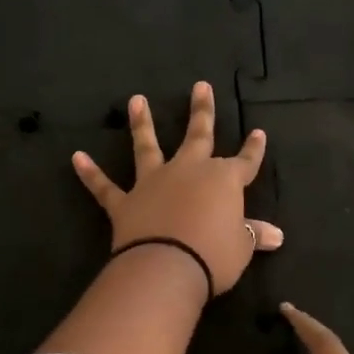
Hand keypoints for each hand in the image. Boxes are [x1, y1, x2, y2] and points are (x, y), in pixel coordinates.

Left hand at [72, 82, 283, 295]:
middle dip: (201, 111)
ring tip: (136, 100)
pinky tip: (76, 157)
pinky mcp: (124, 203)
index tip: (257, 133)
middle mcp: (188, 172)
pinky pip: (104, 187)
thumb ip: (254, 234)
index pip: (244, 162)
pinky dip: (90, 173)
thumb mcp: (241, 247)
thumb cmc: (213, 255)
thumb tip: (277, 236)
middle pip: (198, 136)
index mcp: (223, 181)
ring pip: (147, 147)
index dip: (252, 150)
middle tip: (200, 86)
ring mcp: (153, 183)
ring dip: (141, 123)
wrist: (167, 267)